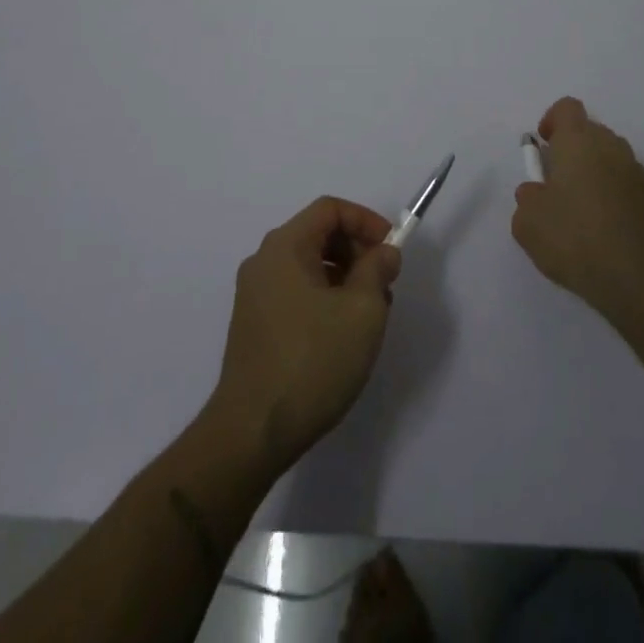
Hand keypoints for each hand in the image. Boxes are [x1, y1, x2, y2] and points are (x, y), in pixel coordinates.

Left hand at [205, 197, 402, 474]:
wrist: (251, 433)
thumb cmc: (312, 361)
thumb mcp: (362, 311)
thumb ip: (378, 270)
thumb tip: (383, 252)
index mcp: (284, 247)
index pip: (330, 209)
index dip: (366, 221)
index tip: (391, 250)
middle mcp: (264, 261)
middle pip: (318, 235)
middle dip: (357, 252)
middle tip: (384, 286)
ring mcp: (255, 295)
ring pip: (310, 267)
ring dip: (345, 279)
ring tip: (368, 316)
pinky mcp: (255, 325)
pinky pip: (296, 293)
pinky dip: (325, 299)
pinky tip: (342, 336)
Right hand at [512, 96, 643, 324]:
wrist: (639, 279)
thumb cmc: (574, 239)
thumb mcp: (527, 222)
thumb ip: (527, 198)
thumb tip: (536, 191)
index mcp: (578, 141)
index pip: (566, 108)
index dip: (552, 121)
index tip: (544, 147)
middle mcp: (611, 146)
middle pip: (590, 132)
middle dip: (573, 151)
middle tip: (558, 186)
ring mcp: (638, 172)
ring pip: (611, 158)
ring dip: (595, 173)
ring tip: (582, 212)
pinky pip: (628, 184)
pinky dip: (615, 196)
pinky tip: (606, 230)